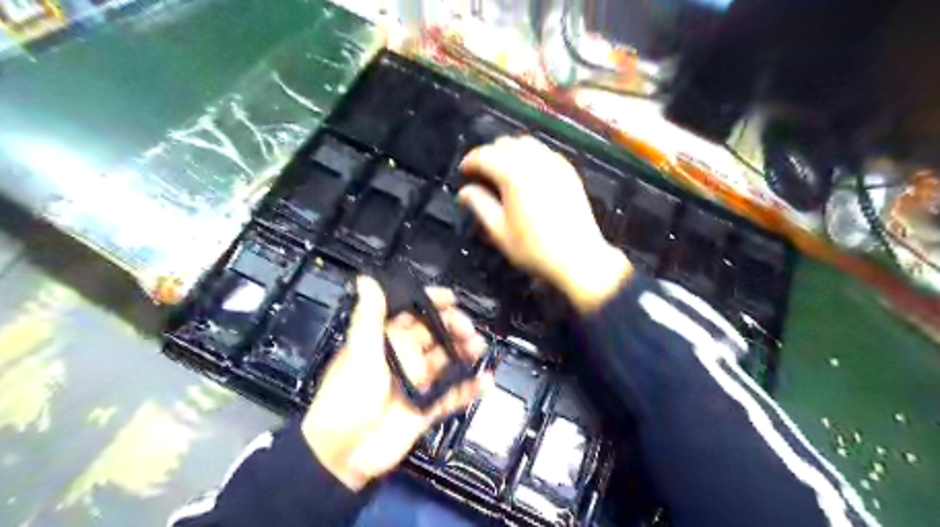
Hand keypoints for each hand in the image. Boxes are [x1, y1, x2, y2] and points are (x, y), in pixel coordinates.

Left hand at [301, 278, 492, 491]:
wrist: (343, 454)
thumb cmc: (347, 397)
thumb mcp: (359, 353)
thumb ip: (369, 317)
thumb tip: (365, 280)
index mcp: (386, 341)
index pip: (413, 314)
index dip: (432, 303)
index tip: (452, 298)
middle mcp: (405, 358)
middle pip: (436, 336)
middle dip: (455, 328)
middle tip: (469, 331)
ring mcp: (418, 383)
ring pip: (448, 362)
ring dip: (466, 354)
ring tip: (479, 350)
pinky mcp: (427, 407)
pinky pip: (453, 394)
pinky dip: (470, 389)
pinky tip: (485, 383)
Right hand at [457, 137, 630, 312]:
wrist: (579, 258)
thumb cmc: (534, 250)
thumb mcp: (500, 232)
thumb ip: (480, 206)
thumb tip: (463, 192)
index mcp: (514, 176)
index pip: (485, 155)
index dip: (470, 161)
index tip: (463, 173)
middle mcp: (535, 162)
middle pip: (505, 143)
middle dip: (489, 154)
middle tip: (481, 174)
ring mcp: (555, 164)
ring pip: (526, 143)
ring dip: (509, 152)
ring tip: (502, 173)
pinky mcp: (568, 171)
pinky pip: (544, 152)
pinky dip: (530, 156)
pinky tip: (527, 175)